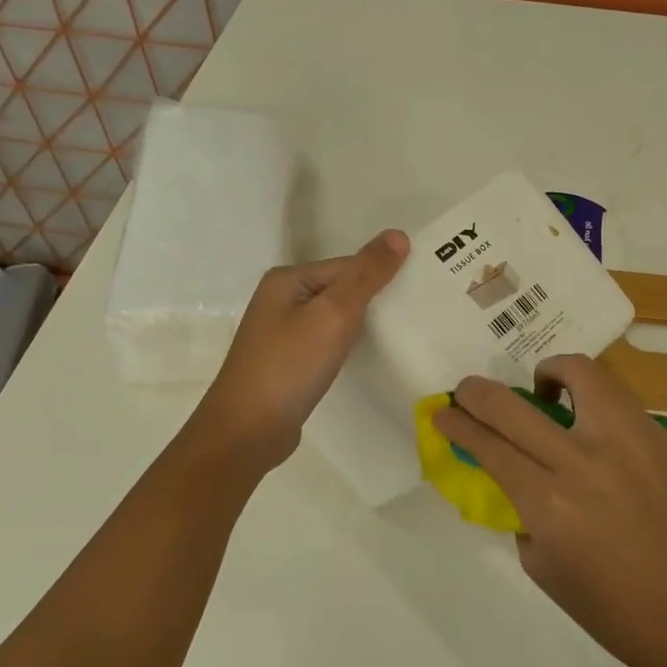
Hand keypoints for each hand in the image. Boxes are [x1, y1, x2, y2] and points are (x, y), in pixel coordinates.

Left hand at [194, 230, 408, 468]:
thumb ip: (366, 275)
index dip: (382, 277)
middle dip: (375, 300)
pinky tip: (365, 357)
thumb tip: (398, 234)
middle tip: (418, 313)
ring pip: (335, 317)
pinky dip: (347, 346)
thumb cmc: (290, 367)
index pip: (348, 266)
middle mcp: (281, 299)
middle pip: (342, 289)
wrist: (248, 431)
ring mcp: (282, 332)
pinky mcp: (288, 361)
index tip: (419, 293)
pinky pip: (326, 342)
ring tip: (400, 335)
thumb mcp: (333, 314)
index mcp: (287, 280)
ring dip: (362, 325)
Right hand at [433, 354, 666, 666]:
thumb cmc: (611, 607)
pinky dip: (592, 400)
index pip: (489, 445)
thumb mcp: (542, 566)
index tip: (443, 412)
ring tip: (546, 392)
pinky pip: (616, 399)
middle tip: (468, 392)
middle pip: (513, 404)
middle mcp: (584, 460)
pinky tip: (591, 425)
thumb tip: (513, 473)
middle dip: (477, 392)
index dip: (458, 424)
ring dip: (549, 374)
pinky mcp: (661, 437)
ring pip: (579, 373)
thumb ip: (521, 510)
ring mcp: (629, 440)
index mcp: (549, 502)